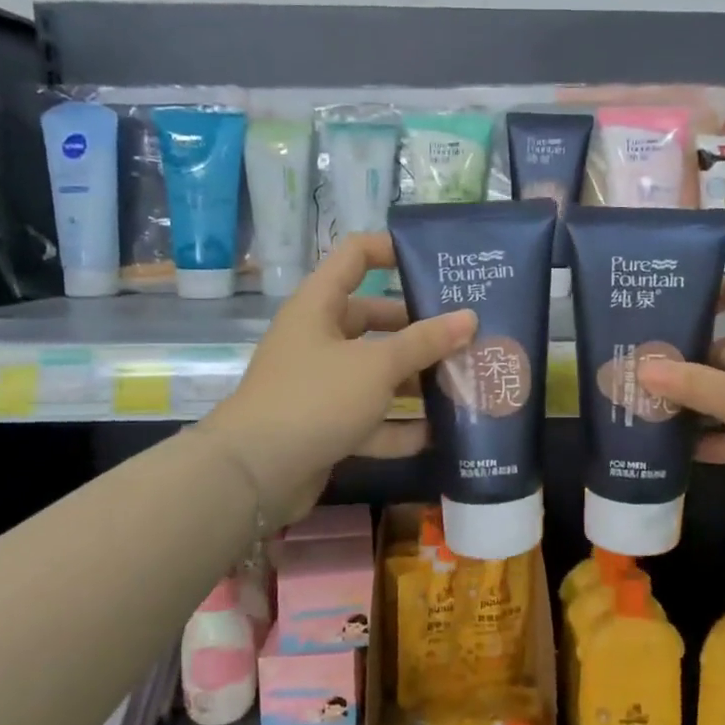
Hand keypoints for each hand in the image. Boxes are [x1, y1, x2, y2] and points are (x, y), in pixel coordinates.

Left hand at [203, 234, 476, 524]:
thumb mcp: (376, 366)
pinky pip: (369, 417)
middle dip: (419, 330)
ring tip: (463, 383)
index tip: (435, 263)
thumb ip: (425, 342)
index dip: (392, 250)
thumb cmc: (315, 399)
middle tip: (466, 335)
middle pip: (375, 321)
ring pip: (375, 373)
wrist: (254, 475)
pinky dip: (398, 426)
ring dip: (414, 381)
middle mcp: (318, 339)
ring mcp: (321, 384)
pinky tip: (437, 435)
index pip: (355, 256)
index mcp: (319, 306)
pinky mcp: (325, 424)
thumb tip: (470, 318)